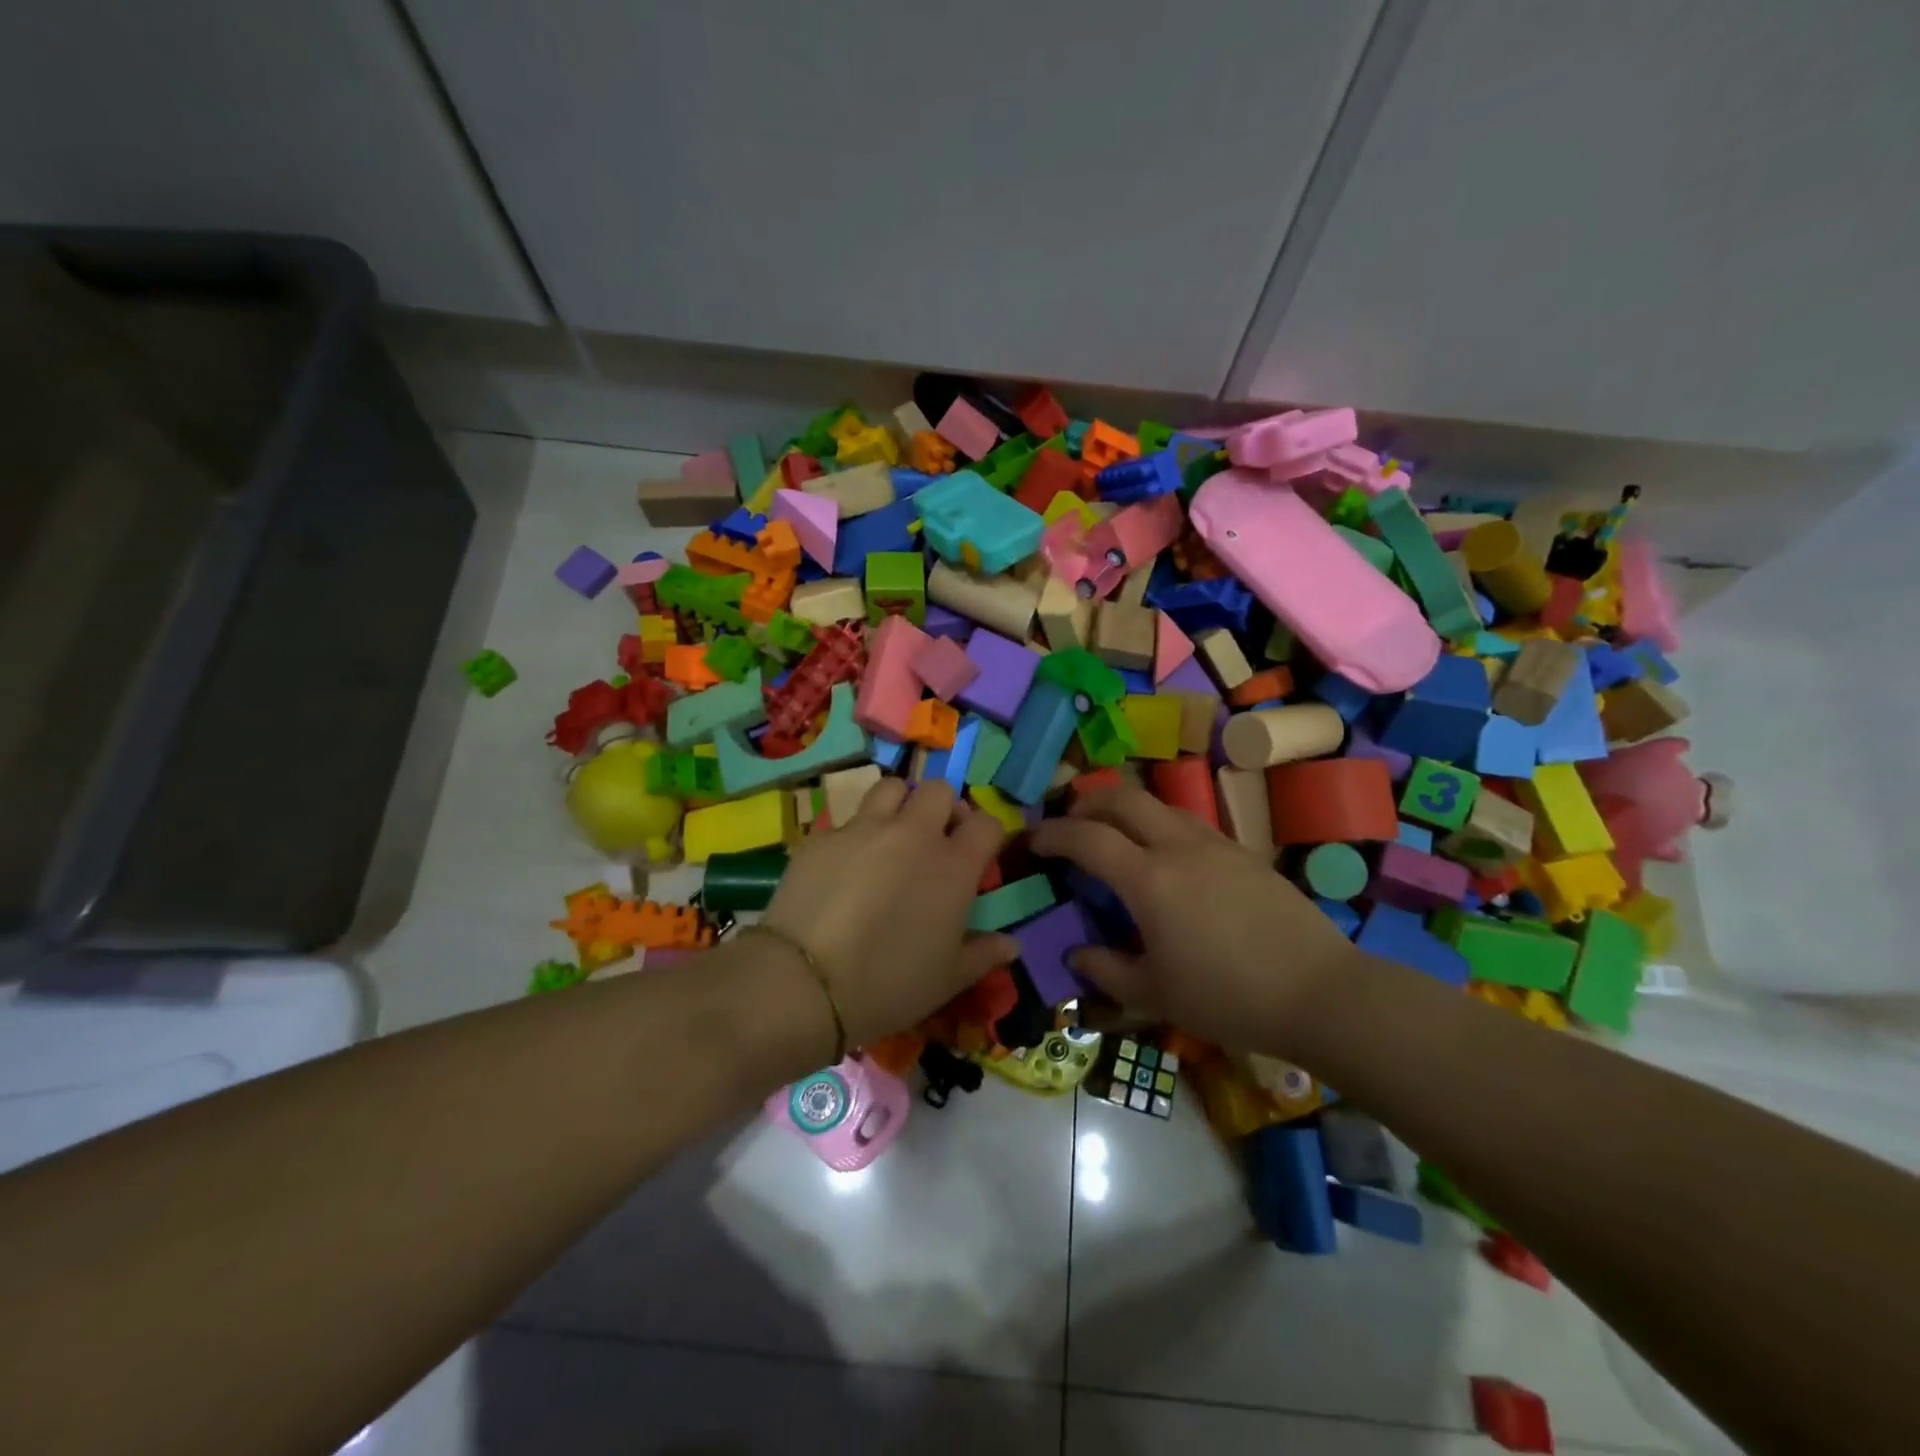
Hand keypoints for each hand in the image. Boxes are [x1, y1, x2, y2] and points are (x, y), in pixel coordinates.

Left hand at [763, 778, 1016, 1047]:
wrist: (804, 984)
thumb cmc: (888, 985)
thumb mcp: (947, 979)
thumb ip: (983, 954)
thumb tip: (1012, 946)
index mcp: (953, 866)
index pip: (987, 823)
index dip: (985, 834)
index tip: (976, 855)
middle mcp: (913, 834)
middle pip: (939, 789)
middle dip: (942, 808)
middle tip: (933, 839)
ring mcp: (864, 829)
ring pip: (891, 788)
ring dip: (899, 804)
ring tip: (890, 835)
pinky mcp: (823, 836)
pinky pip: (847, 820)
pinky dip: (855, 834)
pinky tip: (843, 866)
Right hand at [1029, 786, 1358, 1055]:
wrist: (1320, 992)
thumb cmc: (1228, 998)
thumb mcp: (1155, 994)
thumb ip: (1106, 971)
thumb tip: (1076, 955)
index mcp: (1149, 880)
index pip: (1086, 837)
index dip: (1052, 834)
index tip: (1033, 842)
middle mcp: (1178, 847)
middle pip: (1122, 798)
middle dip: (1085, 803)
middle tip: (1069, 825)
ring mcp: (1215, 843)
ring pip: (1157, 804)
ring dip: (1124, 810)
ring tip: (1112, 837)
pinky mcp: (1242, 852)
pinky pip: (1186, 822)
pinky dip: (1158, 825)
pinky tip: (1163, 859)